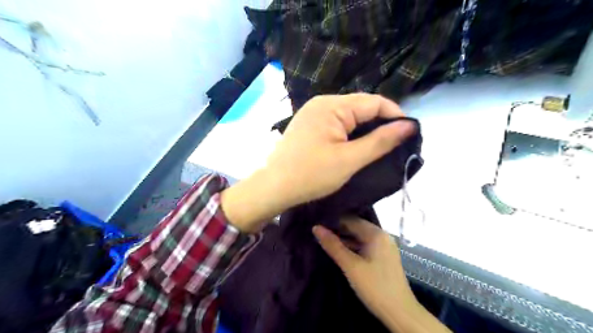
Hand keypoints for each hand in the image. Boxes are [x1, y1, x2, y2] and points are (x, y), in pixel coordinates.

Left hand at [221, 94, 412, 230]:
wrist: (273, 187)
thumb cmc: (311, 175)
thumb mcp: (350, 160)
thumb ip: (381, 141)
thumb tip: (409, 125)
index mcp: (332, 106)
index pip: (374, 102)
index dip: (395, 115)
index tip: (409, 134)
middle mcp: (322, 103)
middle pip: (361, 106)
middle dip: (381, 123)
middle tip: (396, 144)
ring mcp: (313, 113)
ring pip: (349, 115)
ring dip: (366, 129)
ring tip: (380, 146)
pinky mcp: (309, 125)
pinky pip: (336, 123)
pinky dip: (350, 132)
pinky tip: (357, 145)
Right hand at [313, 218, 451, 331]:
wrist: (400, 313)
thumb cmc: (375, 287)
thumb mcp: (351, 266)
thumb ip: (333, 245)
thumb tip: (315, 227)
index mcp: (376, 234)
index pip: (351, 219)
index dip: (333, 221)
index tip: (317, 222)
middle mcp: (382, 236)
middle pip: (356, 227)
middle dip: (338, 229)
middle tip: (318, 231)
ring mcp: (384, 247)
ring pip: (359, 237)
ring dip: (344, 239)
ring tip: (324, 239)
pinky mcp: (383, 257)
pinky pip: (364, 246)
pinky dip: (352, 247)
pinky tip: (339, 250)